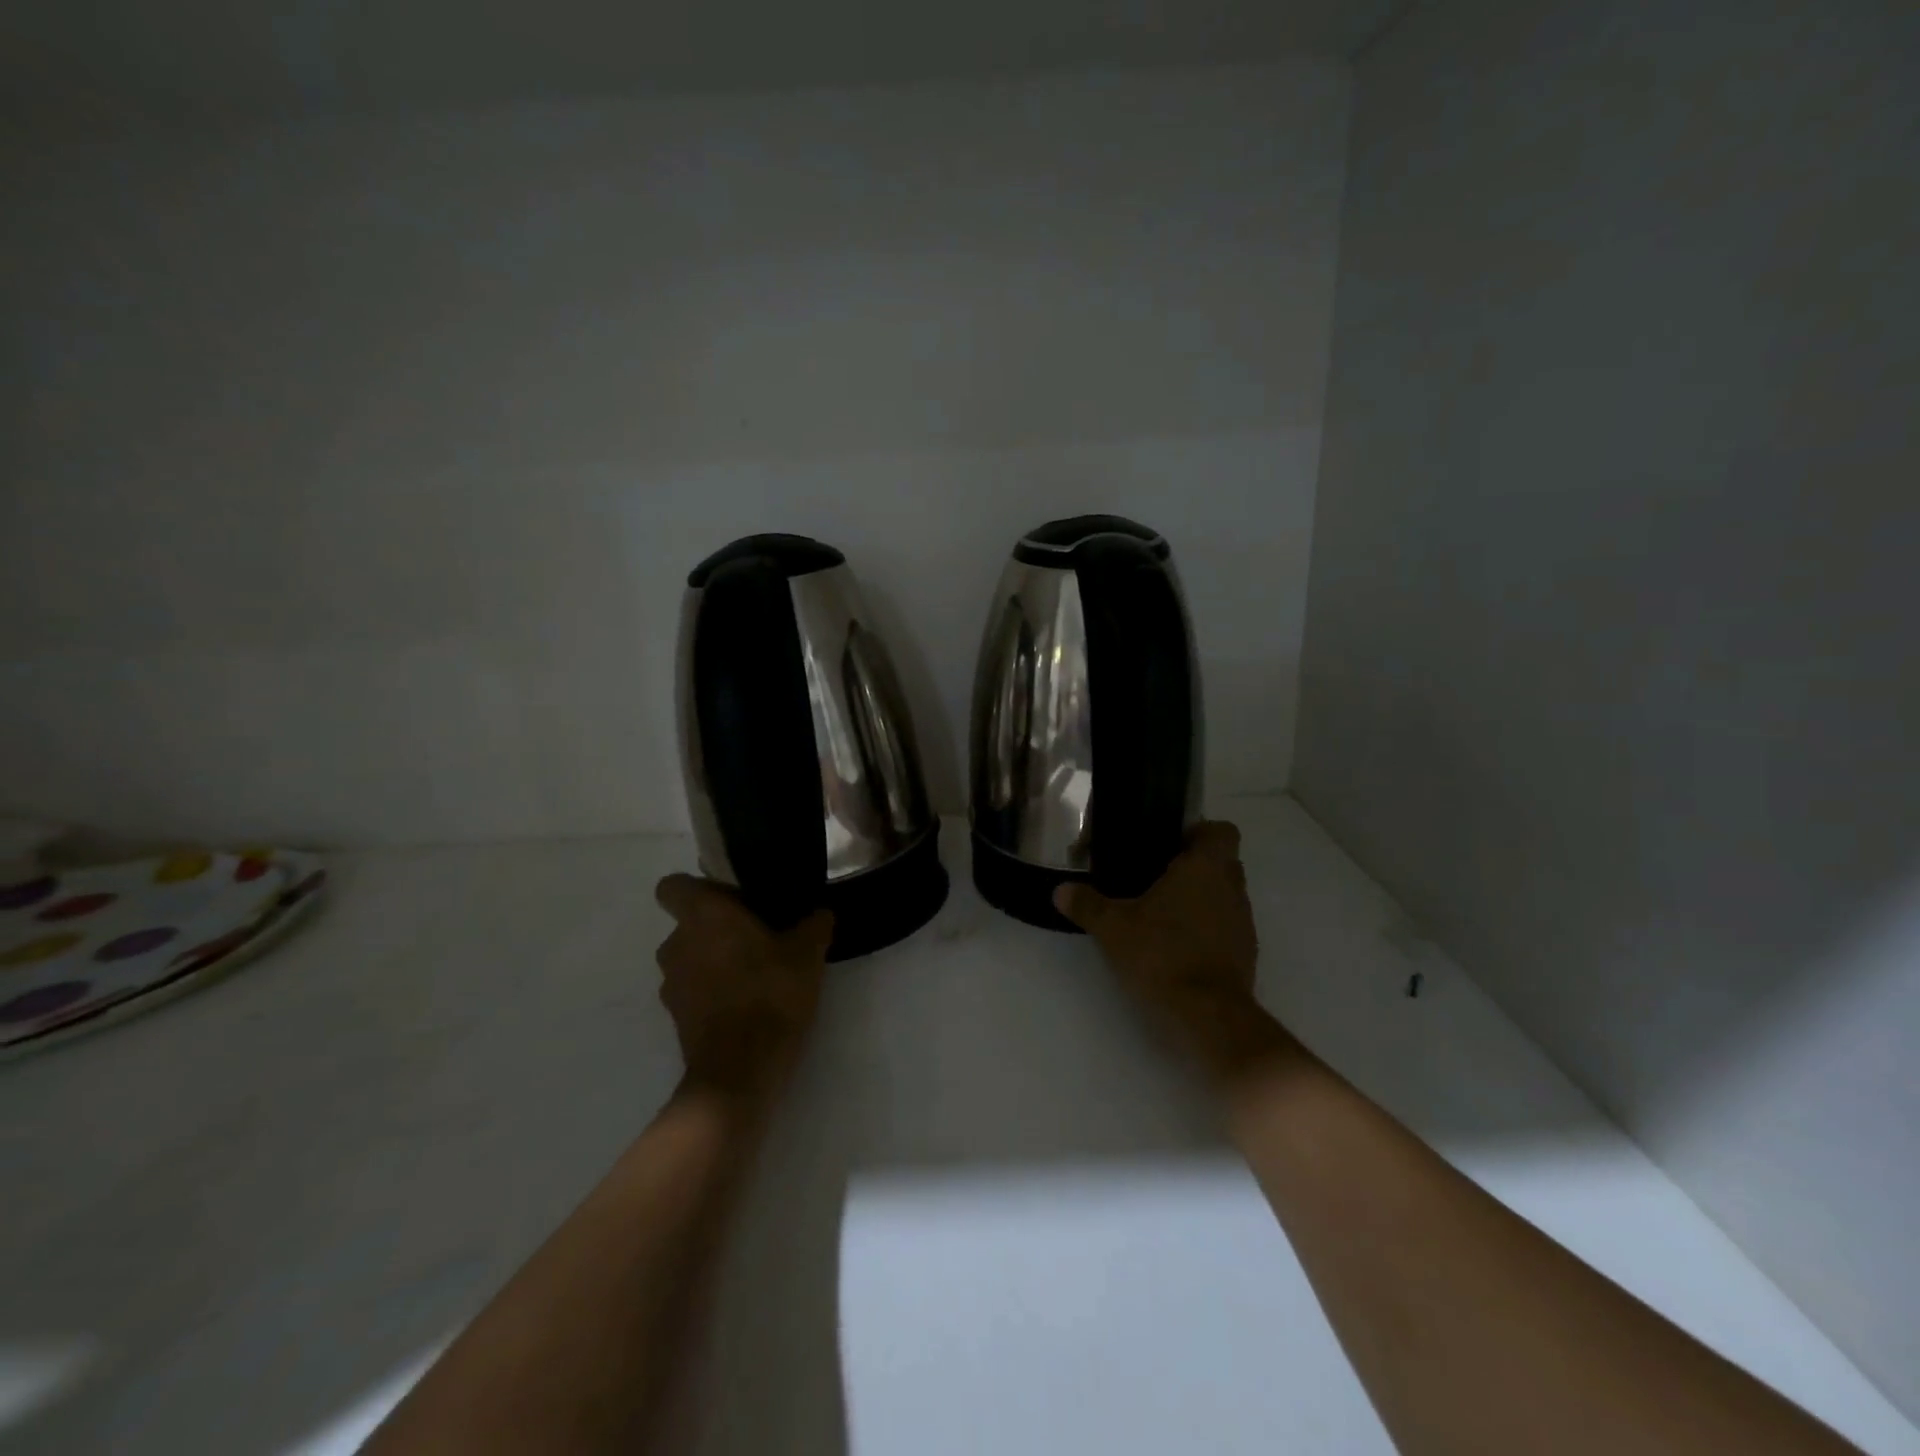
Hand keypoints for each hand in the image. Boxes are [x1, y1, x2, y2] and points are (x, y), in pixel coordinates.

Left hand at [654, 875, 832, 1104]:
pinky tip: (748, 1002)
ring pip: (690, 958)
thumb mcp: (808, 952)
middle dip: (718, 927)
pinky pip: (694, 990)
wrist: (741, 1070)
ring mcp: (672, 984)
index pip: (673, 886)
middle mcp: (677, 943)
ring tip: (756, 972)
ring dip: (714, 961)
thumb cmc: (770, 993)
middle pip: (689, 923)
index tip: (731, 898)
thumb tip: (819, 913)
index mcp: (703, 916)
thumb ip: (814, 924)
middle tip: (759, 936)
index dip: (699, 888)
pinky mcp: (676, 1018)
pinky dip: (713, 991)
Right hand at [1054, 821, 1294, 1089]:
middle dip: (1191, 866)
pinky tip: (1174, 945)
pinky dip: (1205, 930)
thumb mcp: (1113, 927)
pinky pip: (1225, 927)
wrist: (1207, 1016)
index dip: (1198, 832)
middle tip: (1154, 877)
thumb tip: (1060, 890)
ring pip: (1223, 896)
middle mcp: (1232, 888)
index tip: (1169, 844)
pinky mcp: (1245, 954)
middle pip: (1221, 862)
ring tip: (1160, 914)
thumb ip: (1087, 904)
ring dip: (1199, 899)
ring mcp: (1243, 923)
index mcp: (1206, 867)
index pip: (1221, 830)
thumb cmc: (1162, 954)